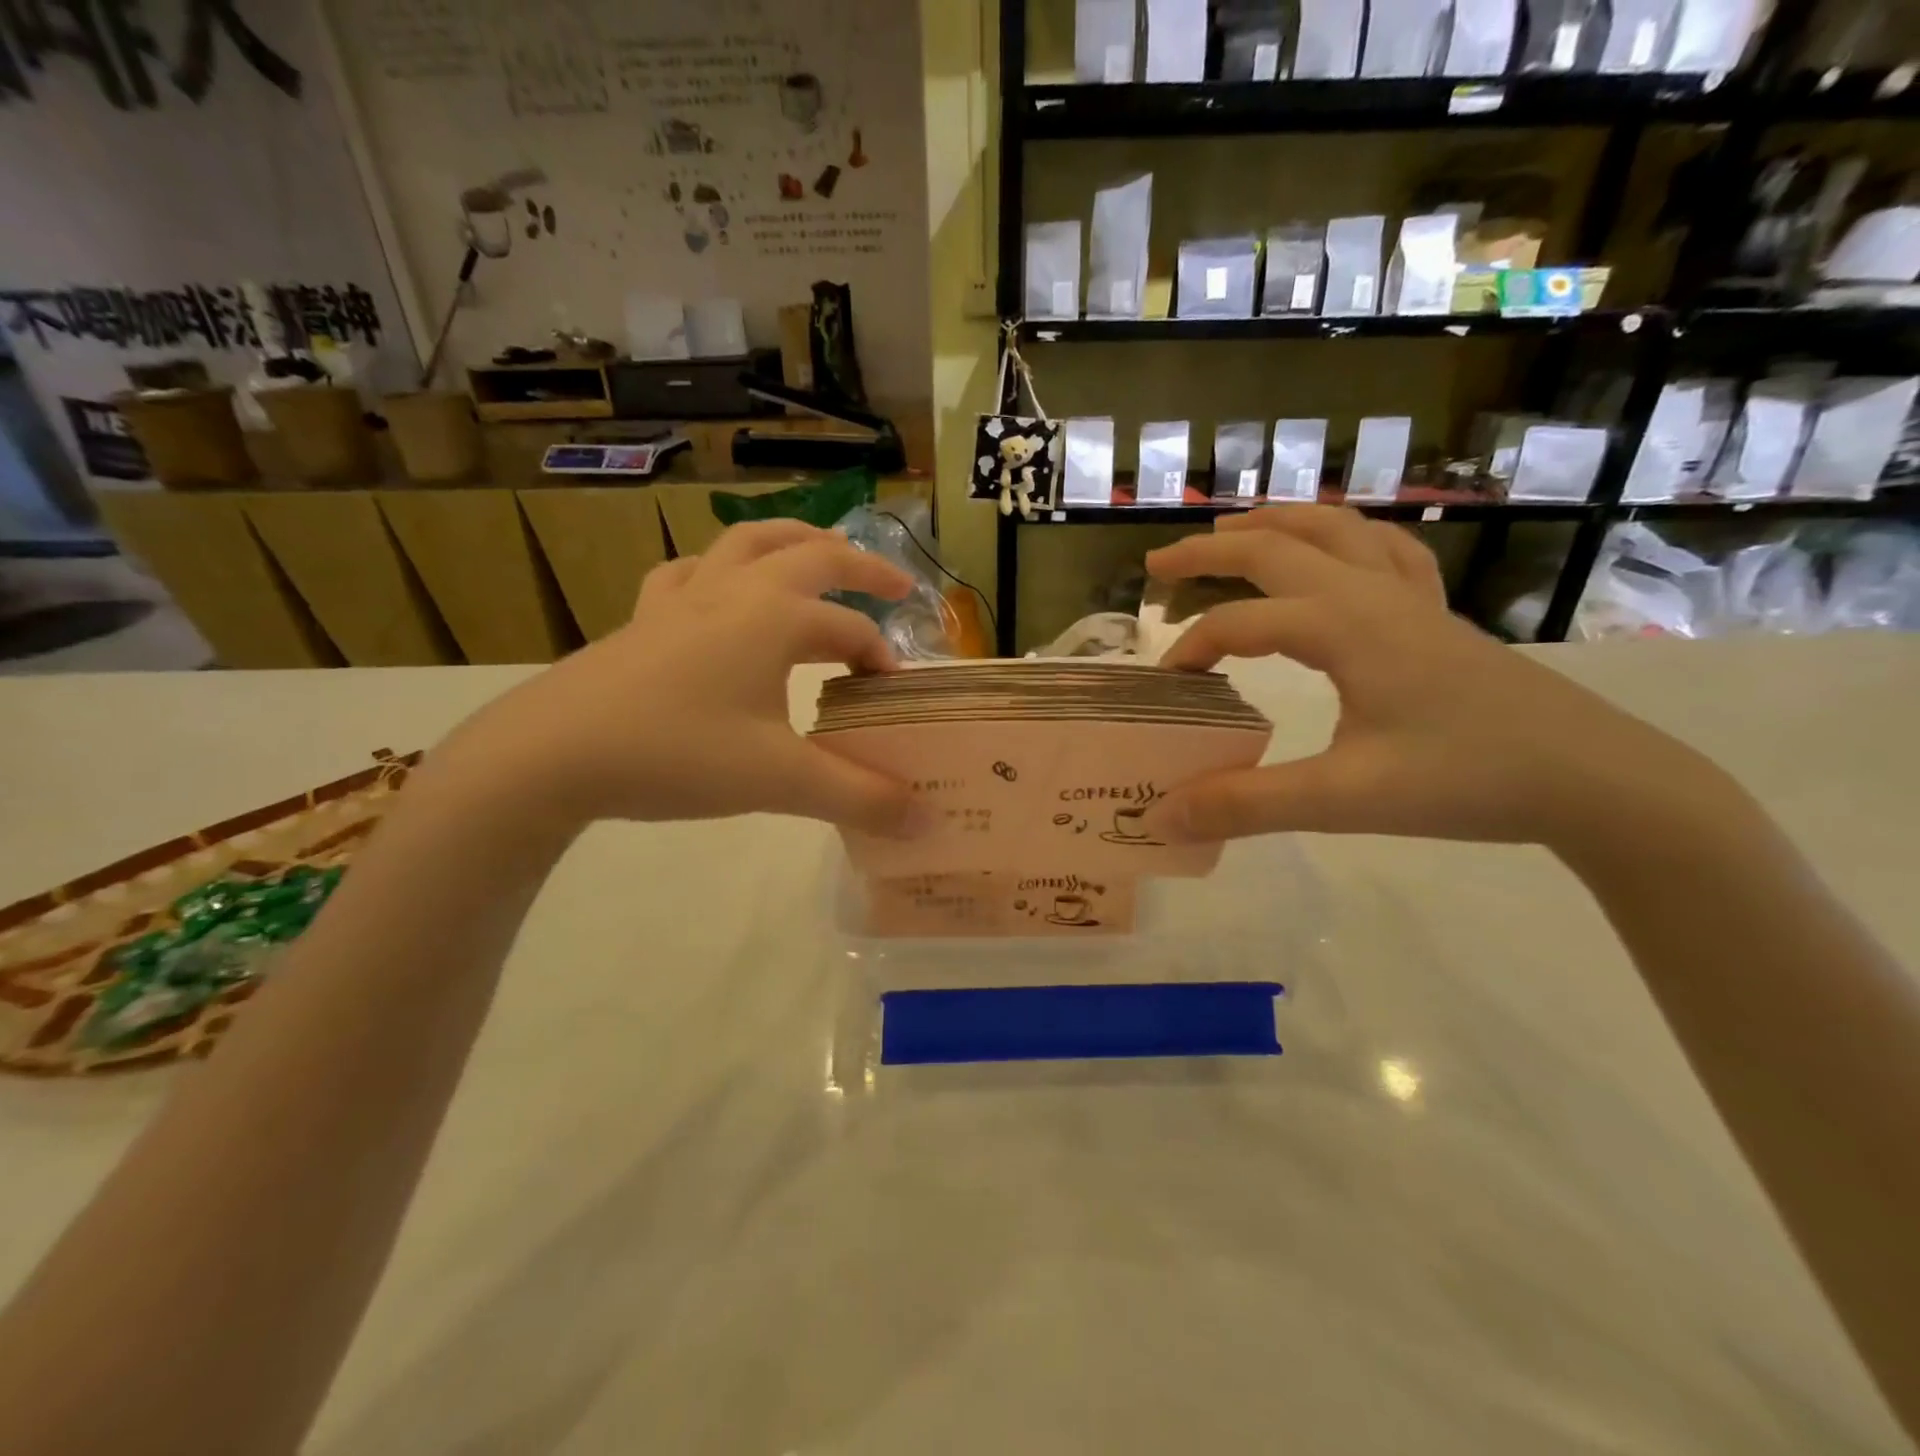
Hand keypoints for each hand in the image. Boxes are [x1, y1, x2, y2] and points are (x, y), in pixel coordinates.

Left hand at [453, 520, 924, 832]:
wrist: (552, 755)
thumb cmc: (677, 754)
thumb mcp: (780, 781)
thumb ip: (860, 798)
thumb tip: (926, 822)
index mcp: (775, 617)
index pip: (851, 631)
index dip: (882, 663)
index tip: (894, 702)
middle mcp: (735, 591)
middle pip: (812, 555)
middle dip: (862, 567)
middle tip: (896, 586)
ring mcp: (683, 598)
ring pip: (747, 543)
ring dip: (793, 542)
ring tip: (819, 553)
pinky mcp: (644, 618)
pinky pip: (689, 573)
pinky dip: (718, 570)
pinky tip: (719, 589)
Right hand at [1146, 507, 1728, 849]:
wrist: (1596, 780)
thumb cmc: (1468, 781)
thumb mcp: (1345, 799)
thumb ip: (1246, 804)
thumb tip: (1163, 814)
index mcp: (1345, 626)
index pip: (1241, 622)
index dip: (1191, 649)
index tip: (1164, 689)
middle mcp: (1372, 594)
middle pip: (1276, 547)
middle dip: (1209, 550)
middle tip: (1157, 566)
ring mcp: (1411, 599)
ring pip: (1333, 530)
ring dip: (1273, 526)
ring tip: (1230, 533)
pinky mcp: (1436, 616)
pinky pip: (1384, 550)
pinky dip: (1343, 536)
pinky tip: (1334, 550)